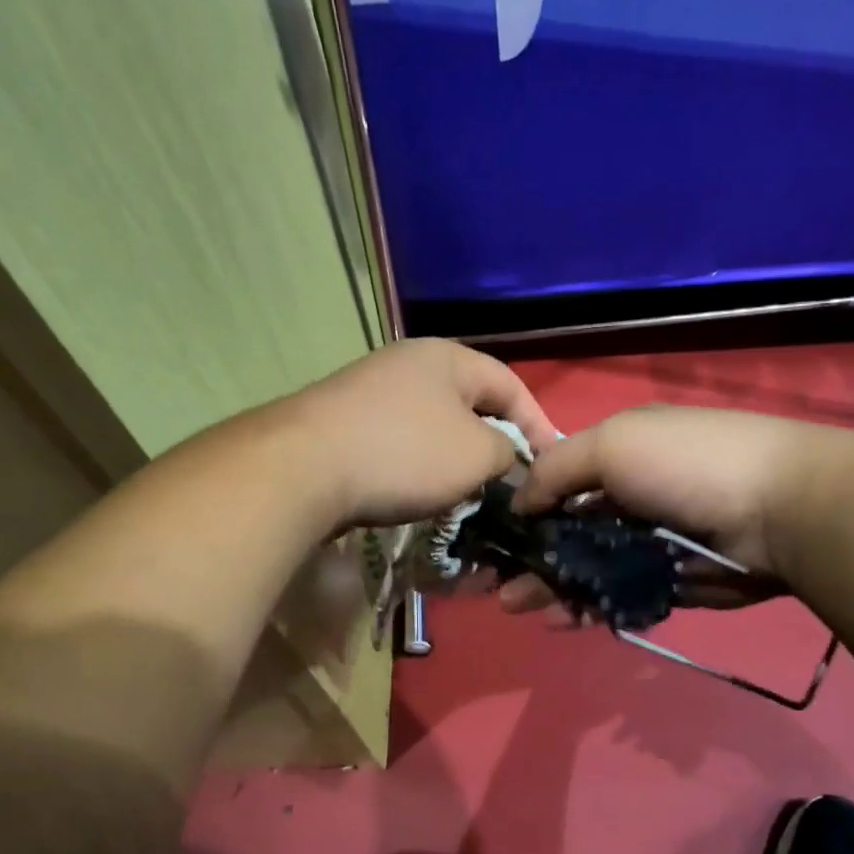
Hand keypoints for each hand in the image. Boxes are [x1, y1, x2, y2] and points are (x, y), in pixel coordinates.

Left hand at [283, 339, 559, 529]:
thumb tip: (505, 458)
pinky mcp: (344, 423)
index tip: (551, 464)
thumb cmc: (405, 453)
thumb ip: (507, 452)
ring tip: (467, 496)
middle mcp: (408, 364)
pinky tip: (418, 495)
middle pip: (470, 405)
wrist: (302, 468)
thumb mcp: (477, 454)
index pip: (511, 385)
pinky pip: (400, 444)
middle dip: (494, 446)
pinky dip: (418, 469)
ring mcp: (370, 391)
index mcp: (448, 357)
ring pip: (434, 428)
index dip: (538, 424)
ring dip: (455, 462)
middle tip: (509, 484)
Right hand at [501, 406, 831, 611]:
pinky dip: (589, 608)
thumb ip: (556, 469)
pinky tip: (561, 620)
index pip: (558, 481)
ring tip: (516, 607)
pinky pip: (619, 597)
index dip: (524, 507)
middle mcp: (631, 497)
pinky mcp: (669, 582)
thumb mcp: (612, 444)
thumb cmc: (688, 465)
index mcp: (619, 455)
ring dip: (551, 586)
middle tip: (494, 585)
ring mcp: (650, 543)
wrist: (779, 511)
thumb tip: (519, 501)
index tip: (491, 535)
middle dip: (530, 556)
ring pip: (588, 568)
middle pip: (568, 531)